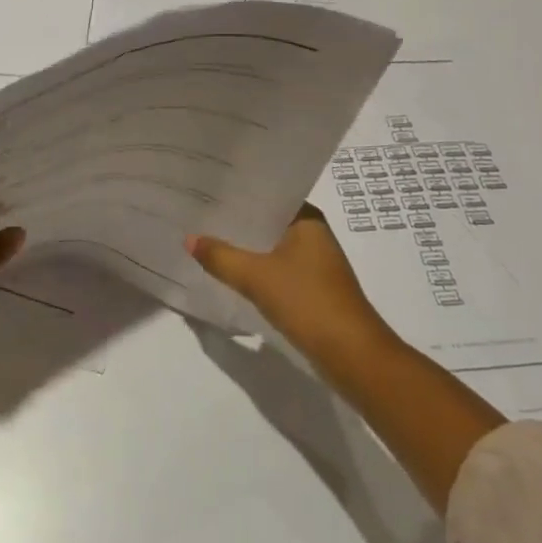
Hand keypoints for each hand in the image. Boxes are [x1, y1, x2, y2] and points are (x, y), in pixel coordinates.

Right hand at [186, 204, 387, 364]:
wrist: (352, 356)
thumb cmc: (308, 302)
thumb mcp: (256, 277)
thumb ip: (221, 257)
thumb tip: (189, 238)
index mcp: (307, 219)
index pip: (268, 194)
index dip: (238, 191)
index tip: (207, 187)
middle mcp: (313, 234)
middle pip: (267, 220)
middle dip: (236, 219)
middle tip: (197, 211)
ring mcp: (315, 263)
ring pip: (270, 246)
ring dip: (244, 246)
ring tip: (206, 238)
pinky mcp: (312, 288)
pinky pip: (276, 268)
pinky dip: (255, 267)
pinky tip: (230, 270)